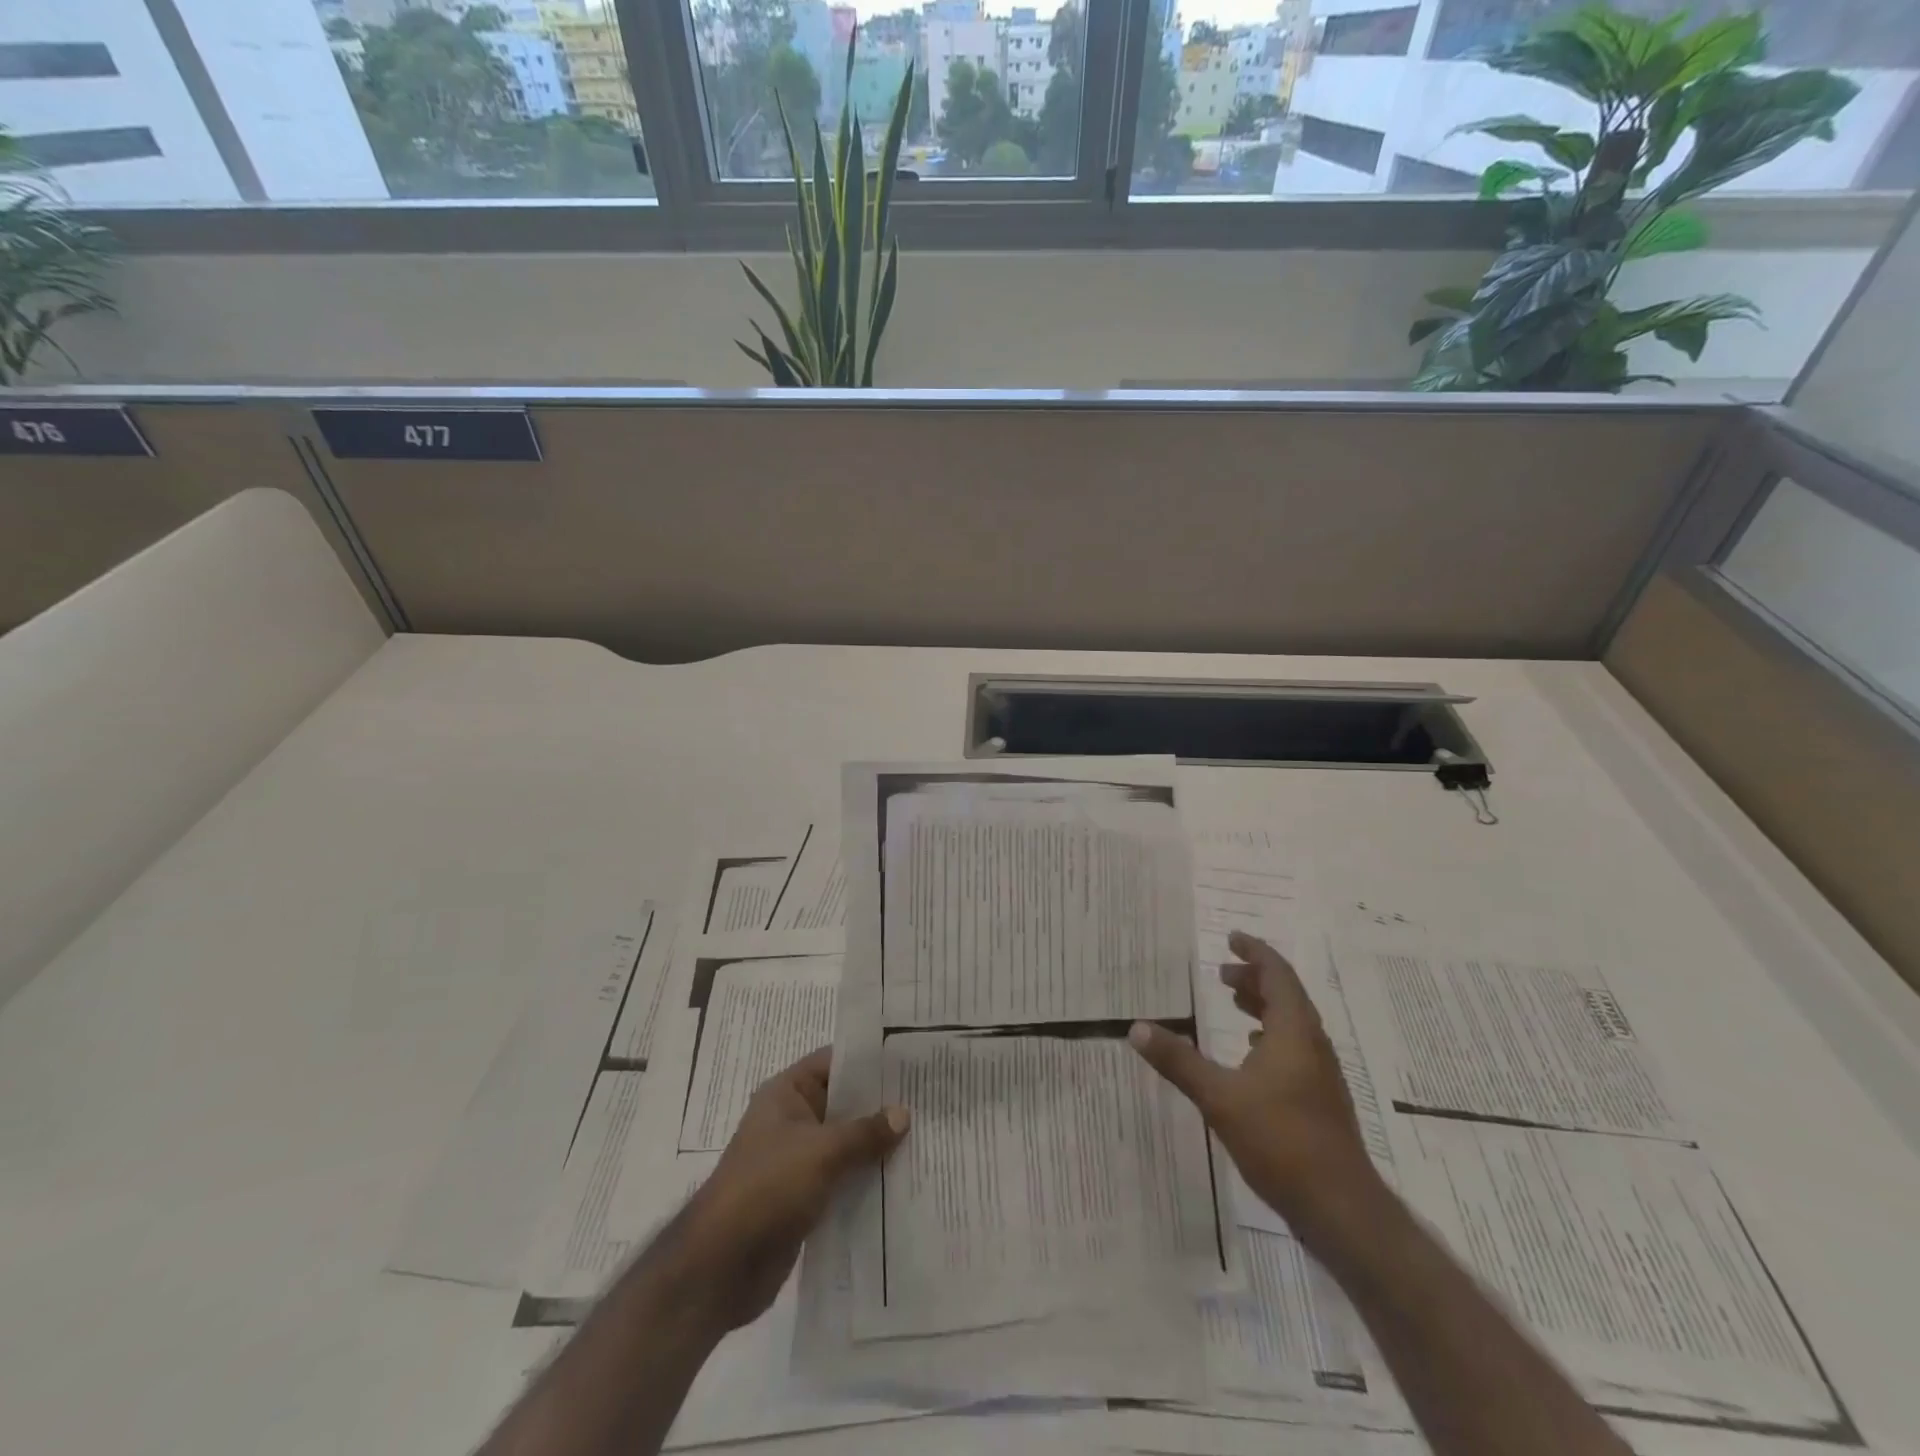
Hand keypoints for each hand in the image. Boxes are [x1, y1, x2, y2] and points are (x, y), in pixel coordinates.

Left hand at [677, 1047, 908, 1332]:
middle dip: (881, 1106)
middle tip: (929, 1101)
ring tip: (926, 1139)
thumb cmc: (767, 1188)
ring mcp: (798, 1161)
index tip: (911, 1061)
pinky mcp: (804, 1198)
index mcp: (787, 1094)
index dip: (870, 1061)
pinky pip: (843, 1179)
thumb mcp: (821, 1152)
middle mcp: (792, 1121)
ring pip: (846, 1144)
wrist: (720, 1267)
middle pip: (843, 1104)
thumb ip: (865, 1132)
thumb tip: (904, 1113)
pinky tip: (903, 1182)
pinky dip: (867, 1179)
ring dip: (877, 1146)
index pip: (834, 1063)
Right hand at [1129, 930, 1380, 1236]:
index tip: (1232, 938)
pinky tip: (1251, 1054)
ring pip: (1292, 1024)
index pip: (1278, 975)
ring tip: (1234, 1004)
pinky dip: (1271, 1037)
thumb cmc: (1280, 1140)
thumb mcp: (1218, 1097)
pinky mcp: (1320, 1100)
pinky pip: (1295, 1049)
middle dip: (1255, 979)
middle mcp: (1312, 1045)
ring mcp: (1321, 1074)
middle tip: (1222, 975)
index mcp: (1294, 1032)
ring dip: (1264, 1007)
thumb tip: (1136, 1027)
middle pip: (1287, 996)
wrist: (1340, 1208)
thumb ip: (1178, 1060)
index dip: (1255, 953)